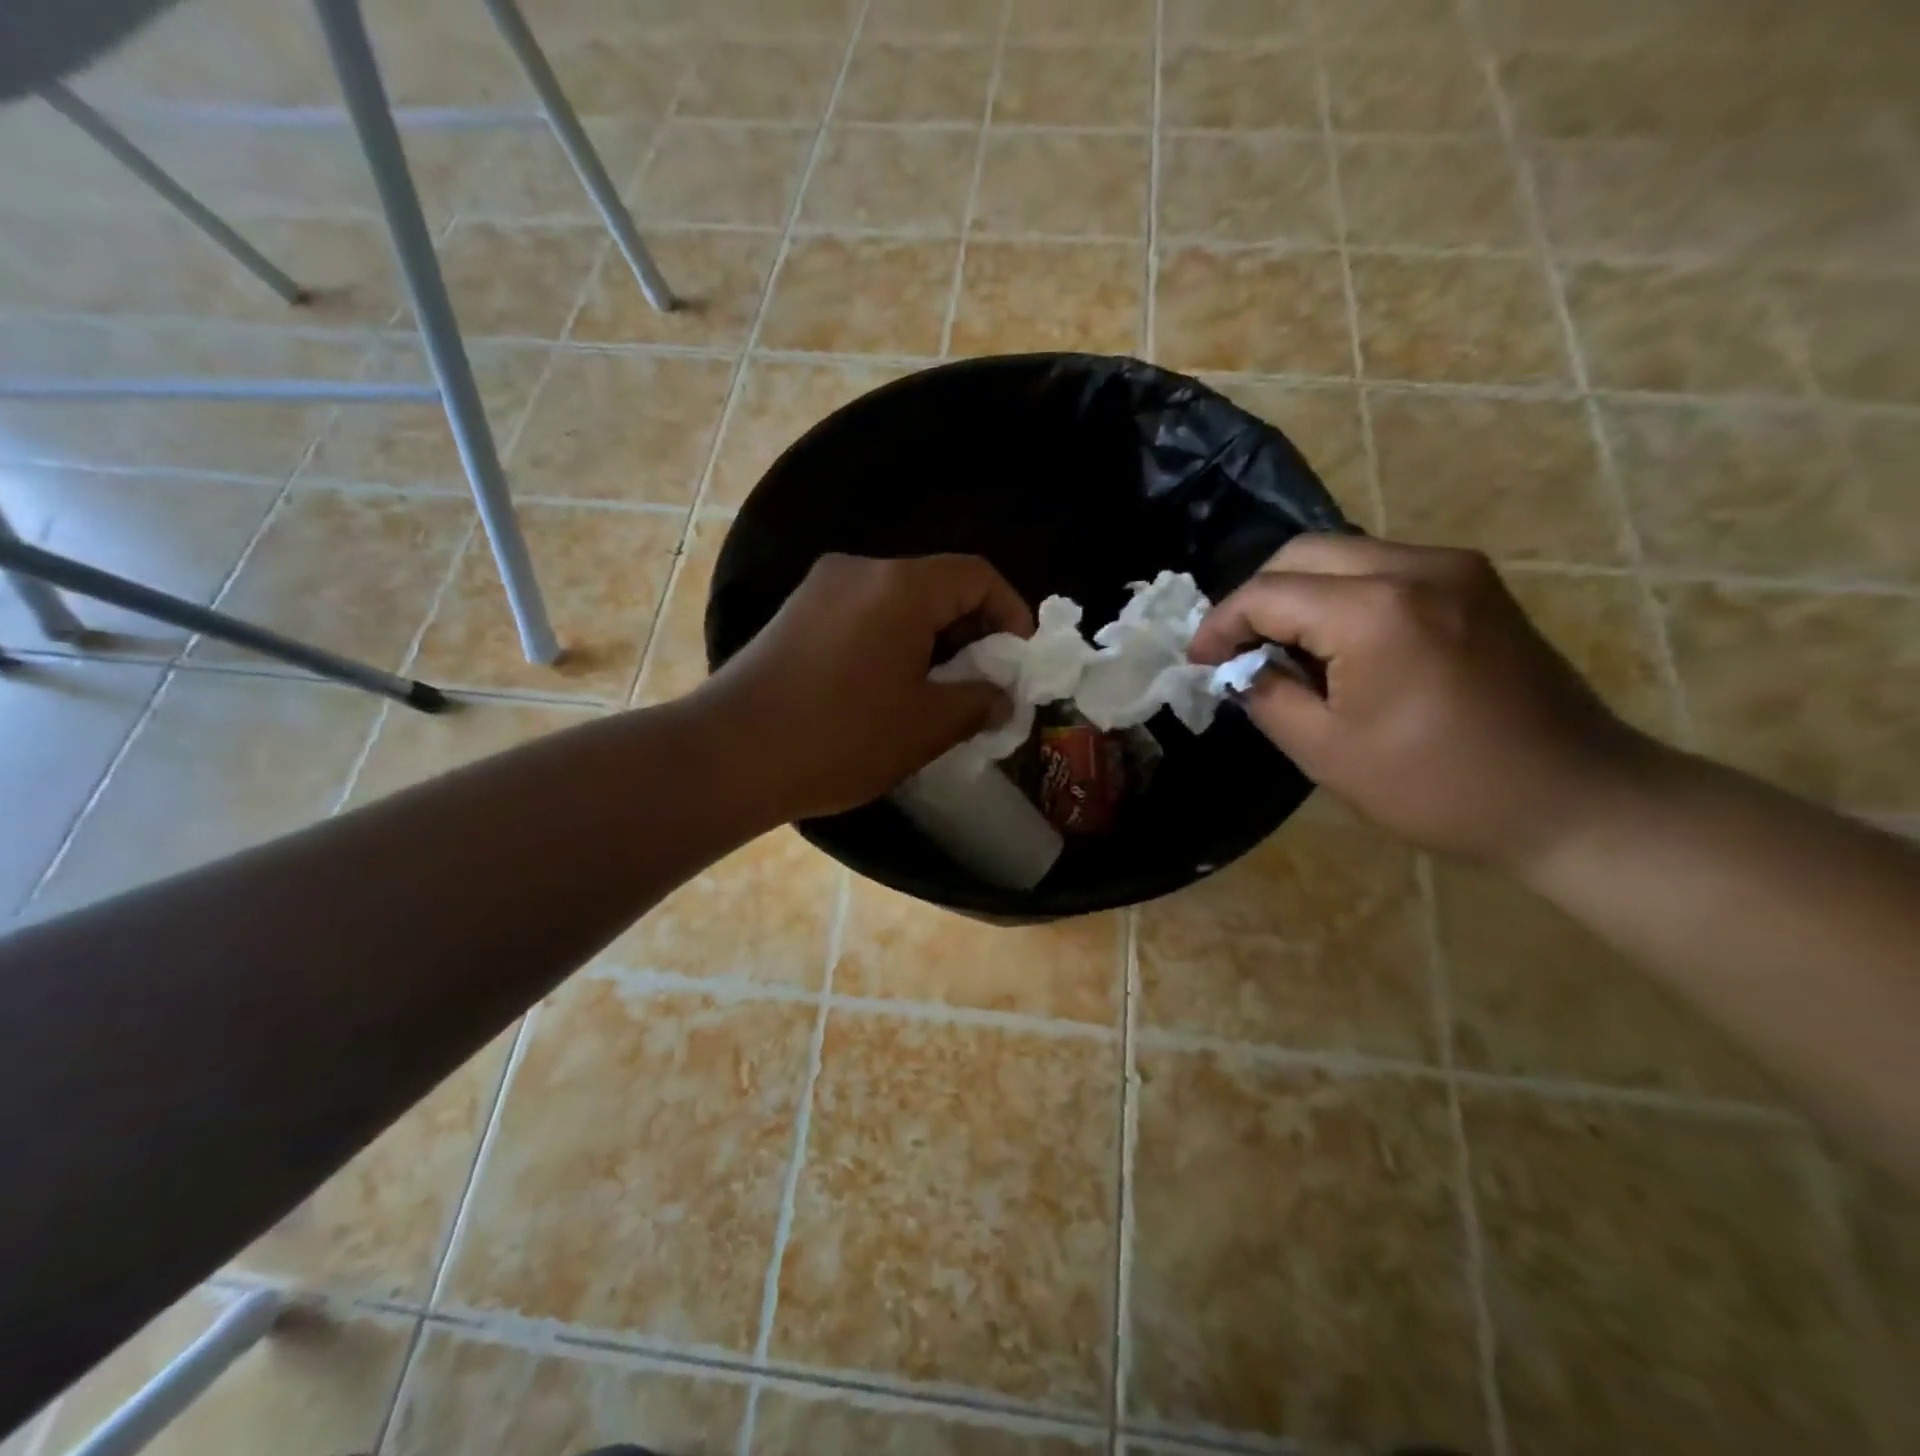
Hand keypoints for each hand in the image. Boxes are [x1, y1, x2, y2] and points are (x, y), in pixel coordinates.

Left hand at [702, 553, 1033, 820]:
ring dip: (931, 638)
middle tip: (984, 680)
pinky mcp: (795, 614)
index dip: (1010, 613)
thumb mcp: (925, 726)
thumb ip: (977, 702)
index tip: (1018, 660)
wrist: (729, 754)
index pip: (976, 575)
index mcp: (900, 586)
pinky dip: (892, 640)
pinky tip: (890, 687)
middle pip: (936, 583)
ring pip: (898, 601)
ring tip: (940, 690)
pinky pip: (863, 614)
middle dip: (971, 629)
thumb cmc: (840, 737)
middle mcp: (860, 570)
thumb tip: (1001, 697)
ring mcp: (821, 588)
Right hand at [1190, 536, 1656, 870]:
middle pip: (1303, 553)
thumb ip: (1267, 696)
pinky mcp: (1476, 584)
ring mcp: (1454, 568)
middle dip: (1257, 598)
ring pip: (1344, 554)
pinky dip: (1343, 595)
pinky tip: (1338, 643)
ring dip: (1300, 593)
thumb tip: (1240, 669)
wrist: (1575, 799)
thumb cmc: (1439, 786)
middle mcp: (1415, 566)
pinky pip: (1384, 568)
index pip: (1267, 593)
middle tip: (1237, 650)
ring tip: (1283, 648)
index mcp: (1374, 610)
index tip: (1198, 662)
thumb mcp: (1327, 752)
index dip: (1221, 625)